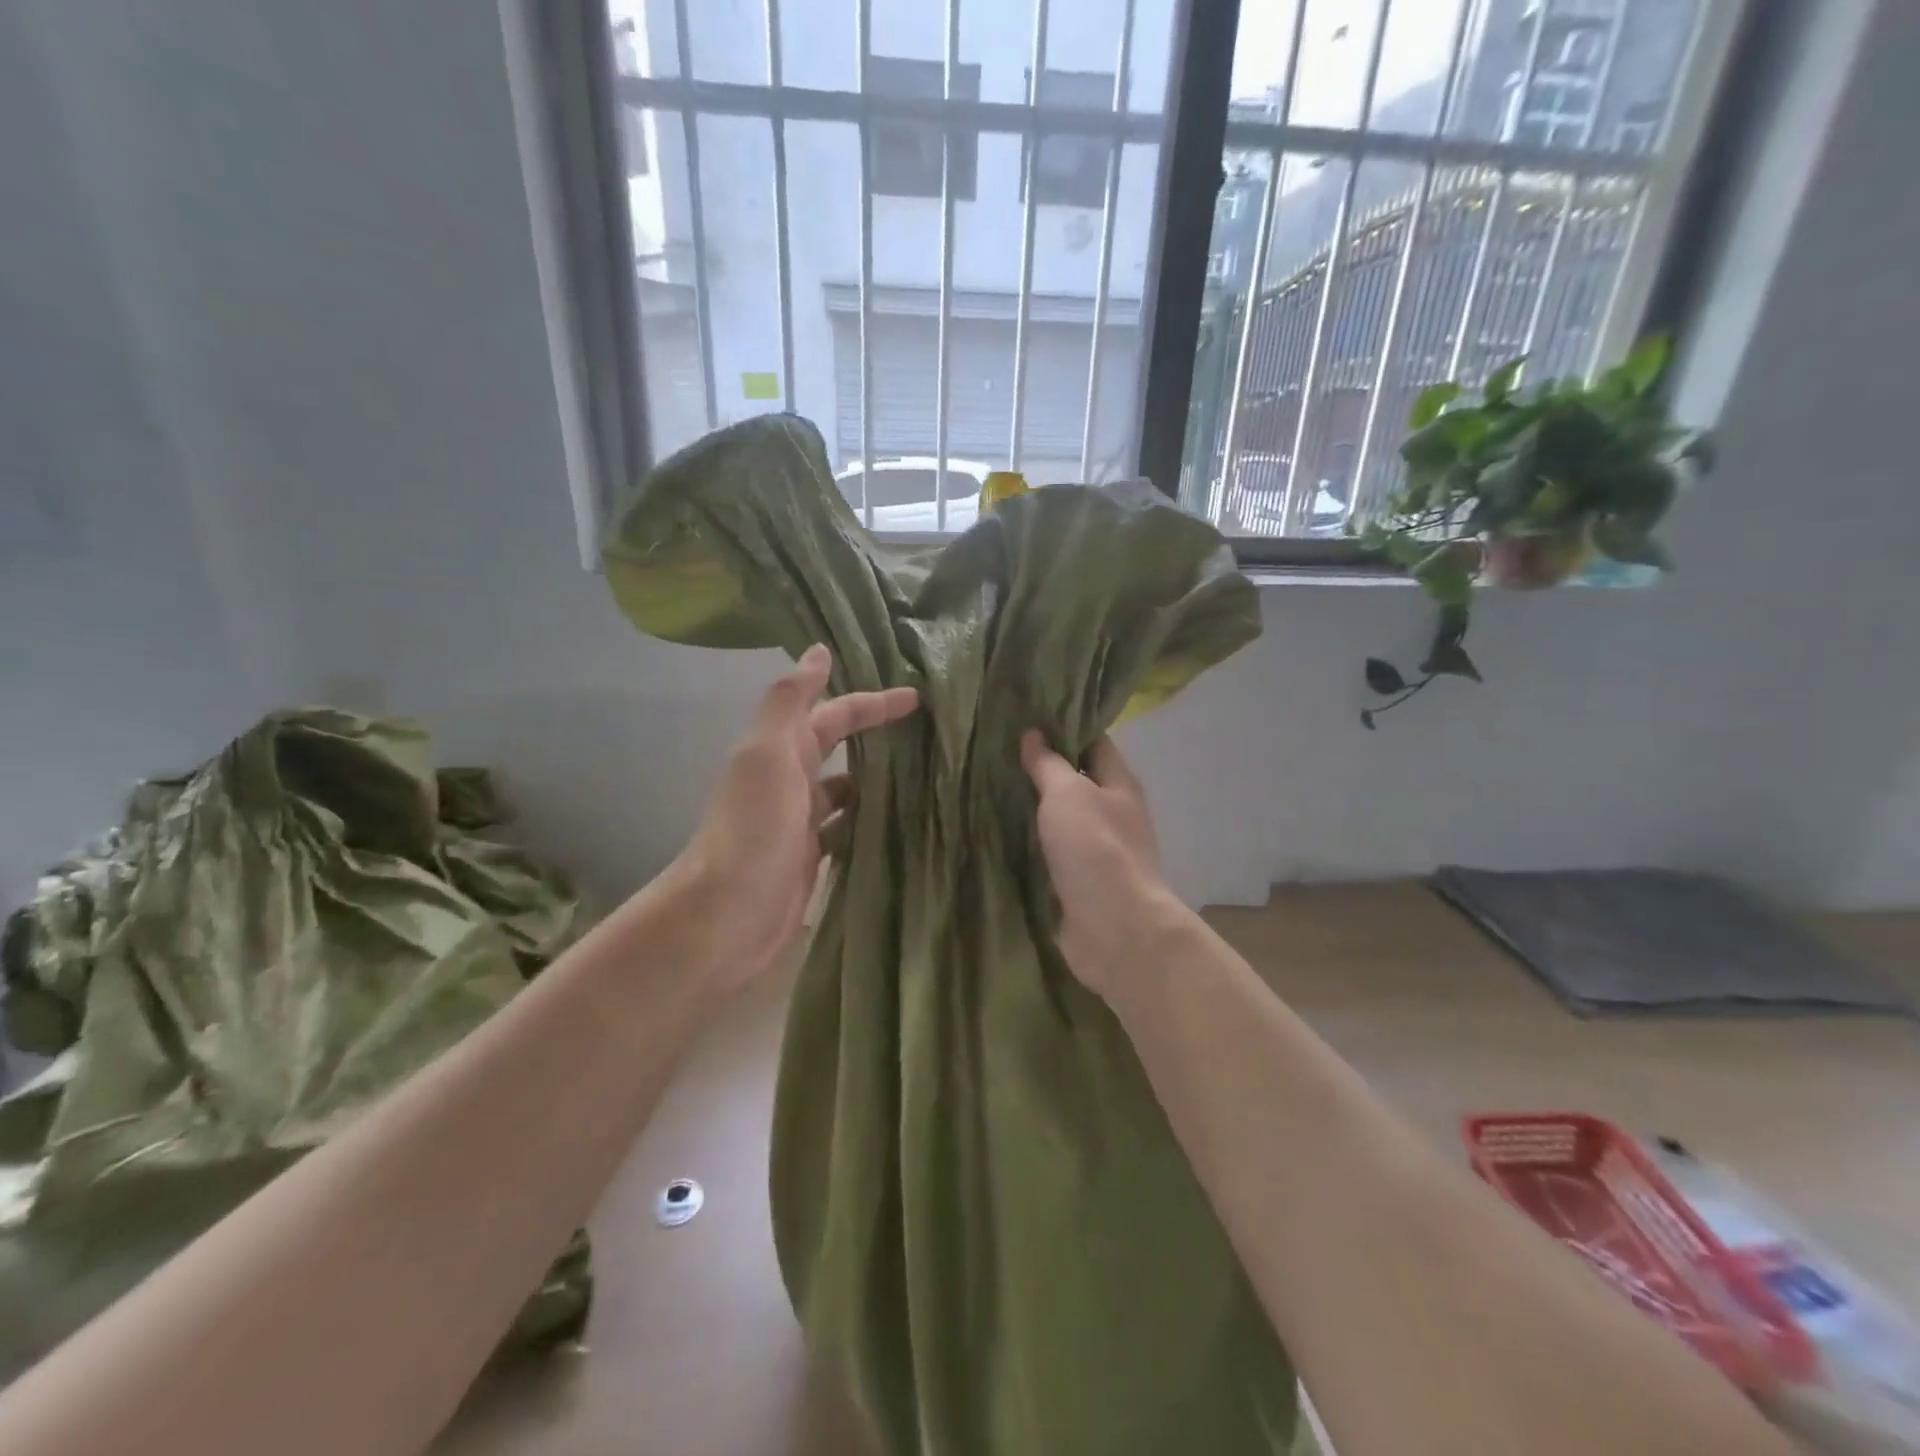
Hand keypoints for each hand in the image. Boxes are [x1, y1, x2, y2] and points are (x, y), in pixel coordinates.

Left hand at [669, 646, 917, 991]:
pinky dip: (868, 824)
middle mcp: (788, 782)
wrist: (725, 916)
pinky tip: (899, 827)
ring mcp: (799, 824)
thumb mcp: (767, 755)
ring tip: (926, 780)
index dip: (870, 703)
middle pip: (837, 749)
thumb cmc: (751, 829)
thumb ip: (790, 702)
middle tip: (926, 734)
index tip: (915, 698)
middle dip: (874, 737)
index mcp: (779, 752)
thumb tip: (817, 651)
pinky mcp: (809, 862)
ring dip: (876, 782)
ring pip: (845, 792)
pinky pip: (845, 832)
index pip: (832, 716)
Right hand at [1020, 731, 1174, 996]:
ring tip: (986, 785)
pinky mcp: (1076, 882)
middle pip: (1076, 780)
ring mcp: (1095, 851)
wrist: (1114, 929)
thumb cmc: (1095, 849)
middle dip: (1041, 767)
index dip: (1065, 726)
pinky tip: (995, 832)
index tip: (1026, 715)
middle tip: (995, 749)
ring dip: (1031, 806)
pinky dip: (1027, 842)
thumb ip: (1049, 764)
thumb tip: (1034, 734)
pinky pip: (1049, 852)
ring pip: (1059, 818)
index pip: (1094, 741)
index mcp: (1119, 784)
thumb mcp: (1068, 793)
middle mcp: (1111, 813)